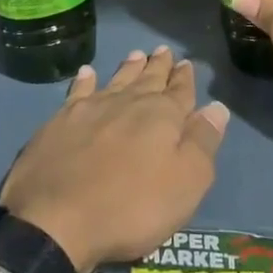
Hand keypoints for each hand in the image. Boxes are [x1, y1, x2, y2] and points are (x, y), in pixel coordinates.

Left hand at [1, 48, 228, 272]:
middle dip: (158, 66)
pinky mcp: (59, 122)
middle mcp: (128, 103)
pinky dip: (85, 81)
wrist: (56, 221)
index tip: (186, 63)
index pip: (179, 91)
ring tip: (136, 54)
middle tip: (163, 50)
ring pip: (116, 80)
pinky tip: (87, 73)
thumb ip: (202, 143)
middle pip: (148, 79)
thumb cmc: (131, 207)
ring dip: (128, 68)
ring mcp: (91, 110)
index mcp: (162, 117)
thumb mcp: (185, 183)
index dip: (184, 78)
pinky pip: (78, 92)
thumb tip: (216, 107)